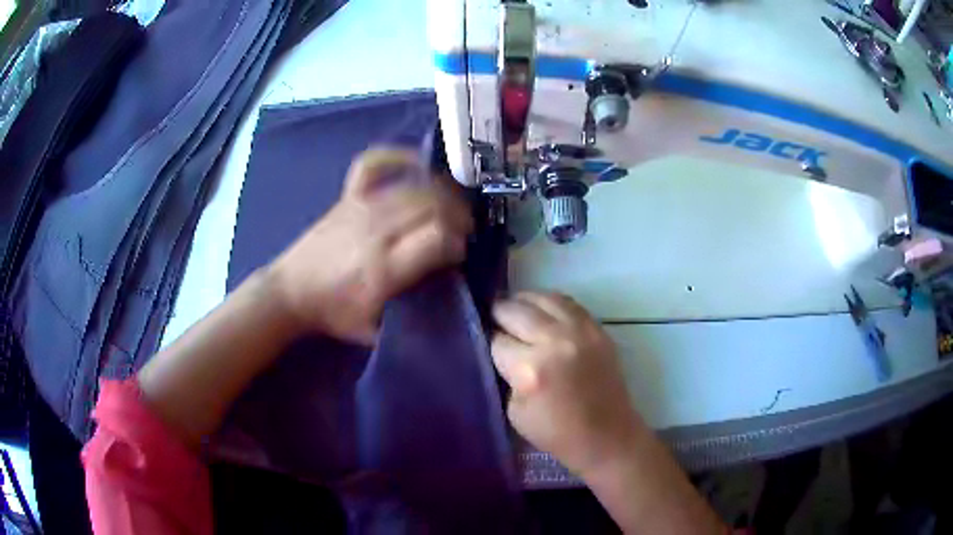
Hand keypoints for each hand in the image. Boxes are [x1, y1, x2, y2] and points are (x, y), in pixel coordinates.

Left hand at [268, 148, 472, 343]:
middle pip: (432, 205)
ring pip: (414, 186)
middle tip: (463, 230)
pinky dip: (397, 158)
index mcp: (383, 268)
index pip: (437, 237)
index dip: (458, 243)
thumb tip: (443, 290)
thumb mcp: (374, 330)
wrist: (290, 292)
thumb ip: (410, 314)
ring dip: (442, 193)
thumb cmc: (333, 313)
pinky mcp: (348, 196)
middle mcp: (376, 230)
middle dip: (458, 215)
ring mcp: (360, 207)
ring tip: (451, 207)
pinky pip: (375, 164)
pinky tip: (415, 166)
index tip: (459, 254)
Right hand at [491, 292, 645, 476]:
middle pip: (516, 310)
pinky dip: (549, 303)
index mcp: (531, 368)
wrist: (606, 434)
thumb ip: (507, 375)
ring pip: (542, 298)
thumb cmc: (556, 432)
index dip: (490, 343)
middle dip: (499, 315)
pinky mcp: (597, 329)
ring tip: (515, 309)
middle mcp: (555, 341)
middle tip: (495, 321)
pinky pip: (567, 302)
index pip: (498, 340)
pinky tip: (541, 311)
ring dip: (523, 302)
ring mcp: (580, 331)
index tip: (489, 346)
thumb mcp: (514, 411)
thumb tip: (503, 350)